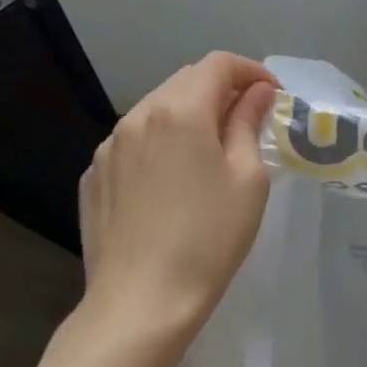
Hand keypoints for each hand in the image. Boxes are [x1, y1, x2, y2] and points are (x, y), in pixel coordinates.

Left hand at [75, 52, 280, 338]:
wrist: (140, 303)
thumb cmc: (209, 238)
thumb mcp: (247, 178)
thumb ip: (248, 122)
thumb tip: (257, 92)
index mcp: (180, 110)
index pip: (219, 64)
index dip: (251, 71)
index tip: (273, 95)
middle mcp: (138, 116)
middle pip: (185, 80)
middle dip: (222, 89)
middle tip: (249, 119)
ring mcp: (108, 147)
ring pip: (156, 109)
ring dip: (189, 113)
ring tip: (211, 148)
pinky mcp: (93, 176)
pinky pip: (133, 141)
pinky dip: (160, 141)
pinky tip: (173, 178)